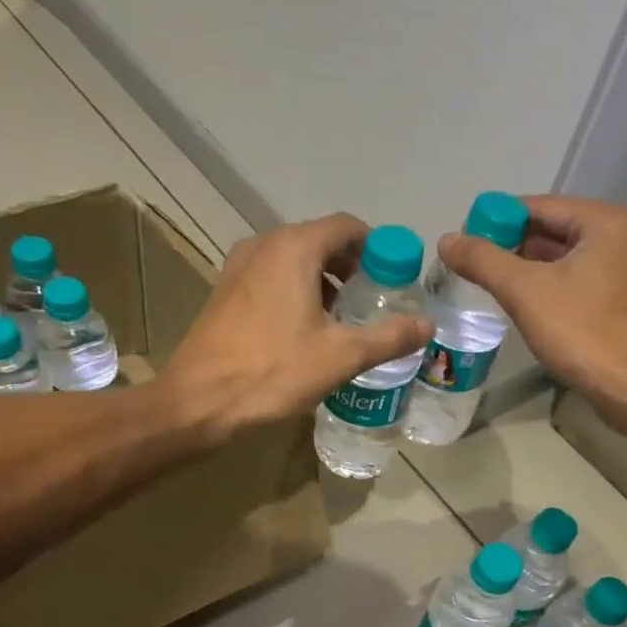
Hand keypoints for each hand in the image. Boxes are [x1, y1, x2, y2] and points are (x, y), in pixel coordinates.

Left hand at [161, 214, 433, 439]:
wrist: (198, 400)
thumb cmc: (273, 371)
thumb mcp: (341, 356)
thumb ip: (389, 337)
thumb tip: (428, 325)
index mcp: (294, 248)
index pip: (346, 227)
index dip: (377, 249)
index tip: (394, 279)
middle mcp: (264, 245)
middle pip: (319, 241)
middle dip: (351, 267)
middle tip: (373, 302)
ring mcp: (238, 267)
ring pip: (294, 260)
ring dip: (324, 281)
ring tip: (343, 319)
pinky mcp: (225, 292)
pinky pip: (271, 278)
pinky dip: (296, 291)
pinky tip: (305, 330)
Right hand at [438, 195, 626, 446]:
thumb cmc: (584, 332)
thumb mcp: (525, 292)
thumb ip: (484, 261)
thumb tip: (448, 240)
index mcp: (607, 222)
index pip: (541, 206)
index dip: (499, 219)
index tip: (469, 239)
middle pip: (560, 231)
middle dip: (517, 247)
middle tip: (480, 266)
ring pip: (575, 261)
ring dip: (537, 271)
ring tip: (500, 289)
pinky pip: (589, 285)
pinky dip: (560, 290)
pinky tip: (537, 311)